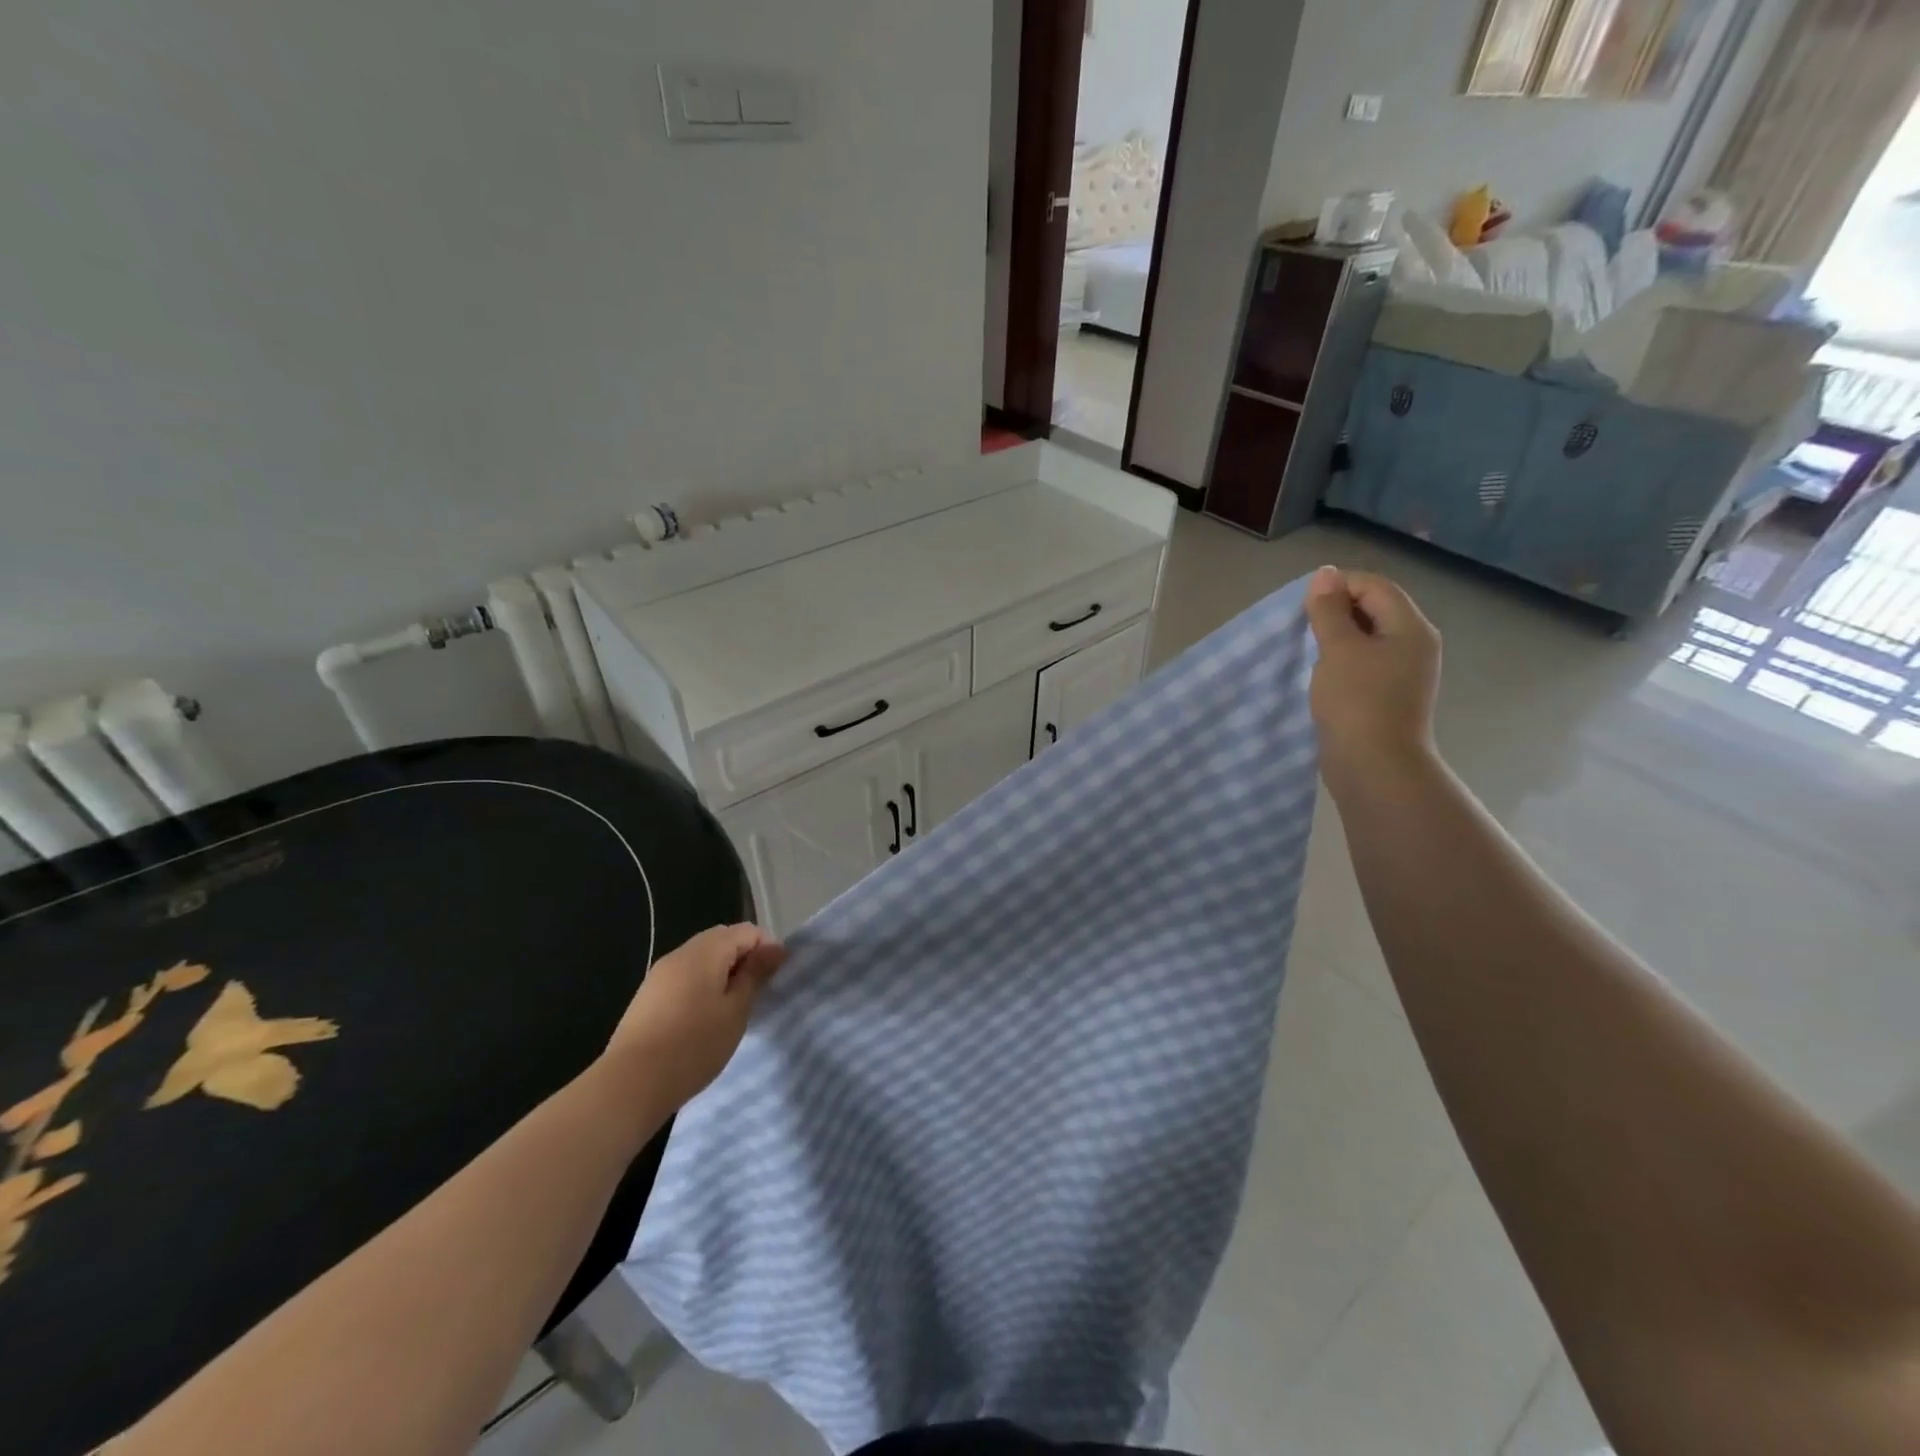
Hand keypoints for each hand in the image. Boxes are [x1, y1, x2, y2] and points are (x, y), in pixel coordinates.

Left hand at [603, 923, 784, 1108]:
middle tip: (756, 994)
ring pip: (702, 959)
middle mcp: (680, 953)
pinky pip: (684, 977)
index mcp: (705, 951)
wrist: (630, 1084)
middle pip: (722, 940)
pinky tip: (703, 1019)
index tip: (775, 980)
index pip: (746, 931)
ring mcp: (660, 974)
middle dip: (744, 959)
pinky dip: (702, 987)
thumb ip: (755, 974)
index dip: (767, 949)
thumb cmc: (693, 1046)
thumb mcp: (735, 1010)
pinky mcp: (648, 996)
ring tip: (732, 1009)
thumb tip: (776, 947)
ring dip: (723, 974)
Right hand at [1303, 566, 1441, 791]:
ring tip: (1307, 649)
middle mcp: (1414, 644)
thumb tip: (1325, 574)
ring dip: (1335, 637)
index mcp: (1410, 627)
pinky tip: (1320, 674)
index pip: (1375, 586)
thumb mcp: (1338, 649)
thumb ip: (1328, 610)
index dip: (1338, 585)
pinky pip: (1363, 663)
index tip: (1303, 604)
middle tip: (1301, 626)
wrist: (1374, 767)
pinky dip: (1340, 660)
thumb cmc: (1357, 702)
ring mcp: (1403, 673)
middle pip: (1374, 608)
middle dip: (1336, 610)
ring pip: (1366, 637)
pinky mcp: (1388, 695)